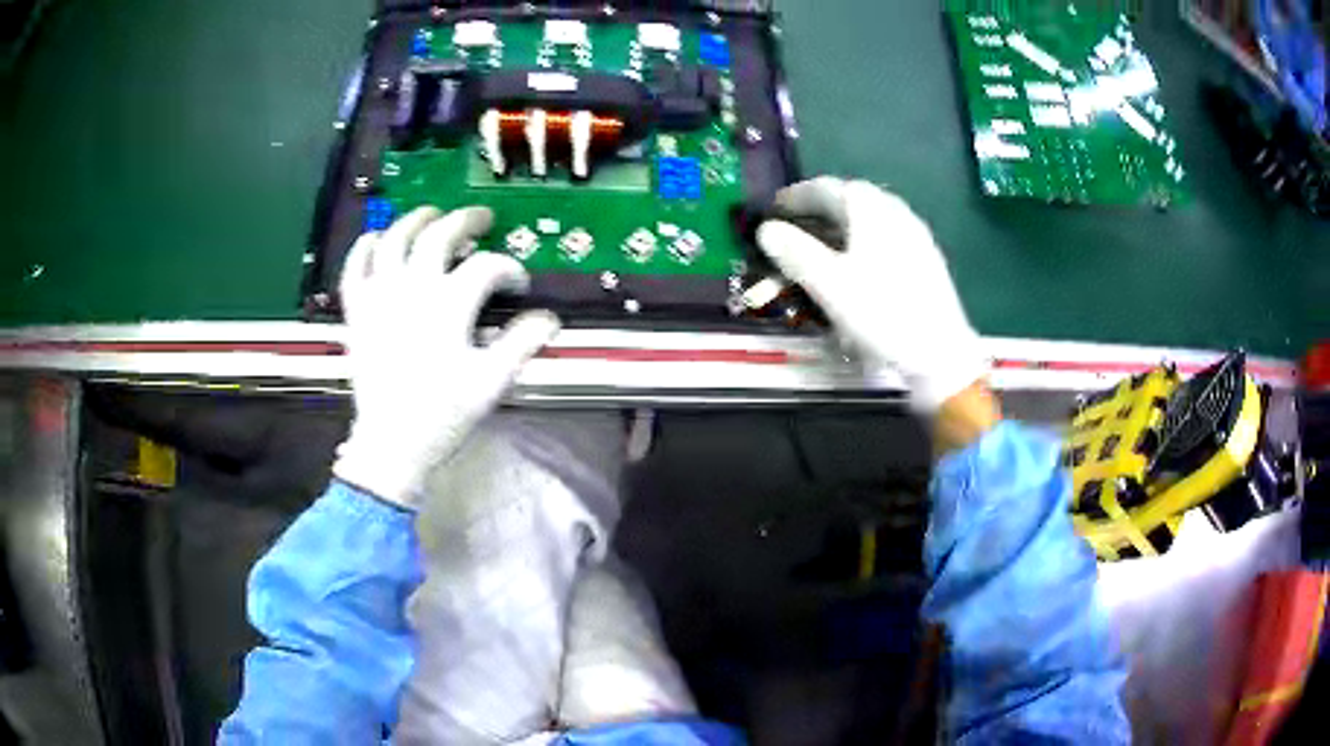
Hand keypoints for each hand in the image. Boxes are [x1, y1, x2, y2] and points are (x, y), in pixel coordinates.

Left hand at [333, 206, 560, 506]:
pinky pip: (355, 266)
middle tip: (481, 218)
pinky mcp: (357, 311)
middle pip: (440, 235)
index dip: (509, 269)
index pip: (487, 267)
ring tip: (431, 215)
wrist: (391, 443)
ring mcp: (380, 296)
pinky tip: (376, 238)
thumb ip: (522, 344)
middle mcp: (413, 288)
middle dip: (466, 221)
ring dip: (416, 220)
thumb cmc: (443, 414)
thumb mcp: (492, 382)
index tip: (517, 284)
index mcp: (449, 304)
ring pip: (395, 239)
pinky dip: (365, 247)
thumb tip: (549, 320)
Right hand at [756, 177, 986, 411]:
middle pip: (850, 200)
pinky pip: (885, 238)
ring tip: (820, 247)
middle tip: (794, 228)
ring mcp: (915, 234)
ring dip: (840, 227)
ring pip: (869, 219)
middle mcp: (895, 211)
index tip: (772, 211)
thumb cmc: (882, 313)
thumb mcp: (829, 283)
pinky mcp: (925, 259)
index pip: (825, 188)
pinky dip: (861, 243)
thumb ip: (794, 251)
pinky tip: (856, 267)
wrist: (940, 354)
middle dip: (818, 210)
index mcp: (871, 207)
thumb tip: (766, 230)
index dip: (795, 197)